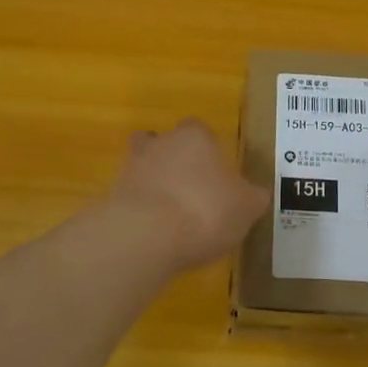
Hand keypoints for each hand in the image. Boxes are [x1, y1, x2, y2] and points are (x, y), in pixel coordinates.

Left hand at [107, 119, 269, 276]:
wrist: (146, 235)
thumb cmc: (206, 210)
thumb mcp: (246, 207)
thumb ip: (252, 197)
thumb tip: (255, 195)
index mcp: (195, 136)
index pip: (201, 131)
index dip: (208, 152)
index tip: (217, 176)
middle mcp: (160, 143)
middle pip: (167, 144)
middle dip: (177, 164)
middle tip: (193, 193)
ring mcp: (131, 167)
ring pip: (144, 168)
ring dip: (155, 186)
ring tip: (172, 216)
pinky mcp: (112, 196)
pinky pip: (131, 198)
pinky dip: (141, 212)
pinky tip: (155, 235)